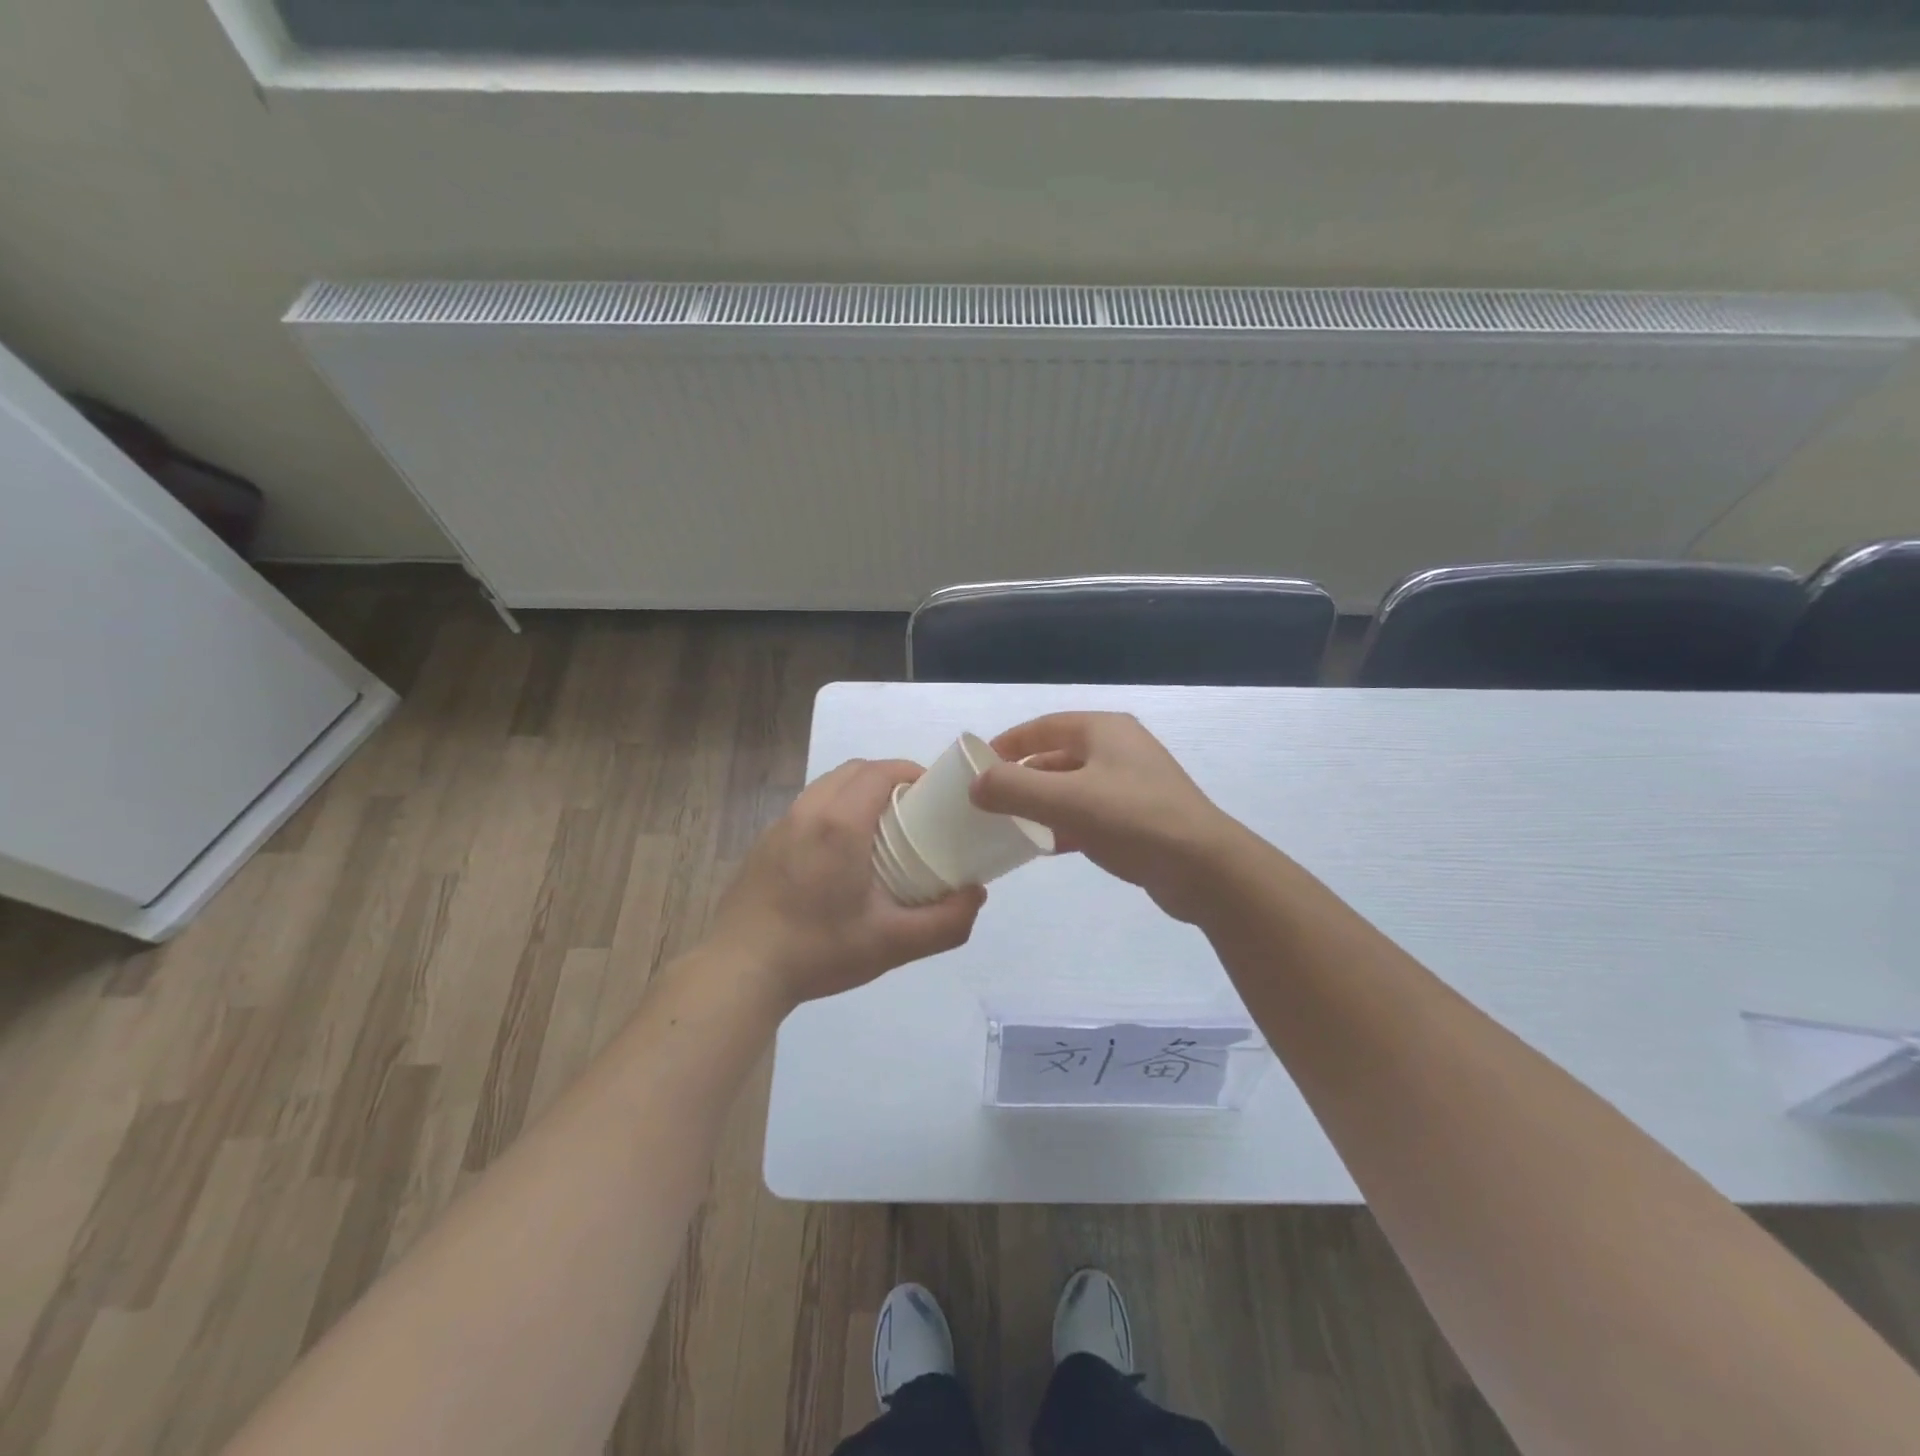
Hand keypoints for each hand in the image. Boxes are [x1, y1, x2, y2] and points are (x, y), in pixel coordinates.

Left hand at [707, 759, 986, 1008]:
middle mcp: (808, 812)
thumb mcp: (892, 944)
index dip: (911, 772)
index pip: (881, 771)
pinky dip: (833, 809)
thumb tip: (976, 894)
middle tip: (914, 810)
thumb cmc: (818, 950)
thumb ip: (945, 922)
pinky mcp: (763, 844)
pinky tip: (840, 854)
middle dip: (888, 778)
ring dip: (858, 792)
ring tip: (881, 829)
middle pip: (854, 770)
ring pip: (827, 786)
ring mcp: (780, 825)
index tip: (935, 794)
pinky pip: (807, 808)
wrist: (739, 971)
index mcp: (840, 823)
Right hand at [969, 712, 1239, 922]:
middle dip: (1021, 777)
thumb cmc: (1132, 819)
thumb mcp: (1065, 800)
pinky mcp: (1139, 818)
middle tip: (989, 800)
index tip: (977, 765)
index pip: (1043, 727)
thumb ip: (1013, 788)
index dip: (1008, 743)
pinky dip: (1064, 825)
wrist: (1204, 868)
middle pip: (1057, 756)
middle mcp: (1118, 750)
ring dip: (1041, 804)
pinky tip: (1044, 847)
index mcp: (1103, 731)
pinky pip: (1089, 814)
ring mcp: (1132, 784)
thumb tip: (976, 786)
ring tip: (1008, 824)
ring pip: (1072, 788)